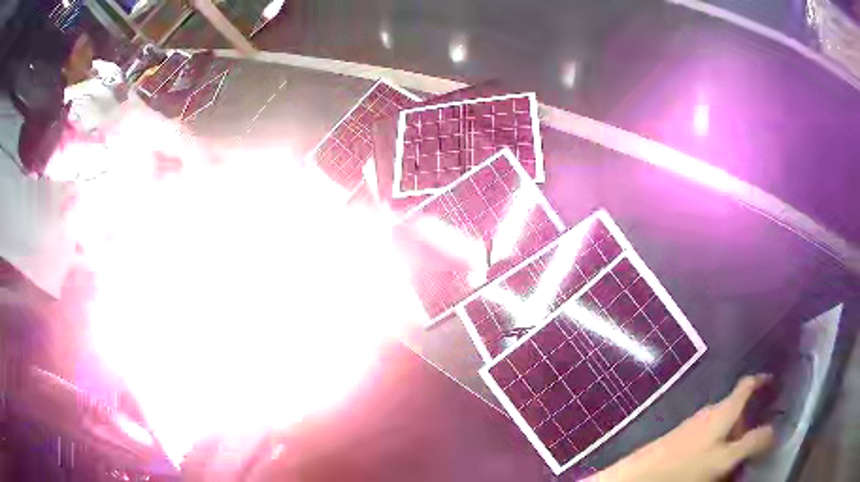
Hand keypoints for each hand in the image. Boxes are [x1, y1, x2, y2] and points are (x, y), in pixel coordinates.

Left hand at [593, 374, 774, 481]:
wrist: (639, 477)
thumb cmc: (686, 466)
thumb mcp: (725, 458)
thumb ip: (752, 443)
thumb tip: (774, 431)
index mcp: (723, 410)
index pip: (747, 384)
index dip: (762, 380)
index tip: (774, 383)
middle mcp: (709, 412)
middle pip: (735, 410)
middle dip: (748, 423)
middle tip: (757, 442)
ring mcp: (692, 425)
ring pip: (721, 428)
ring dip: (733, 440)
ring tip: (736, 461)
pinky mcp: (679, 440)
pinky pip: (707, 439)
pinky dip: (717, 448)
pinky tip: (713, 466)